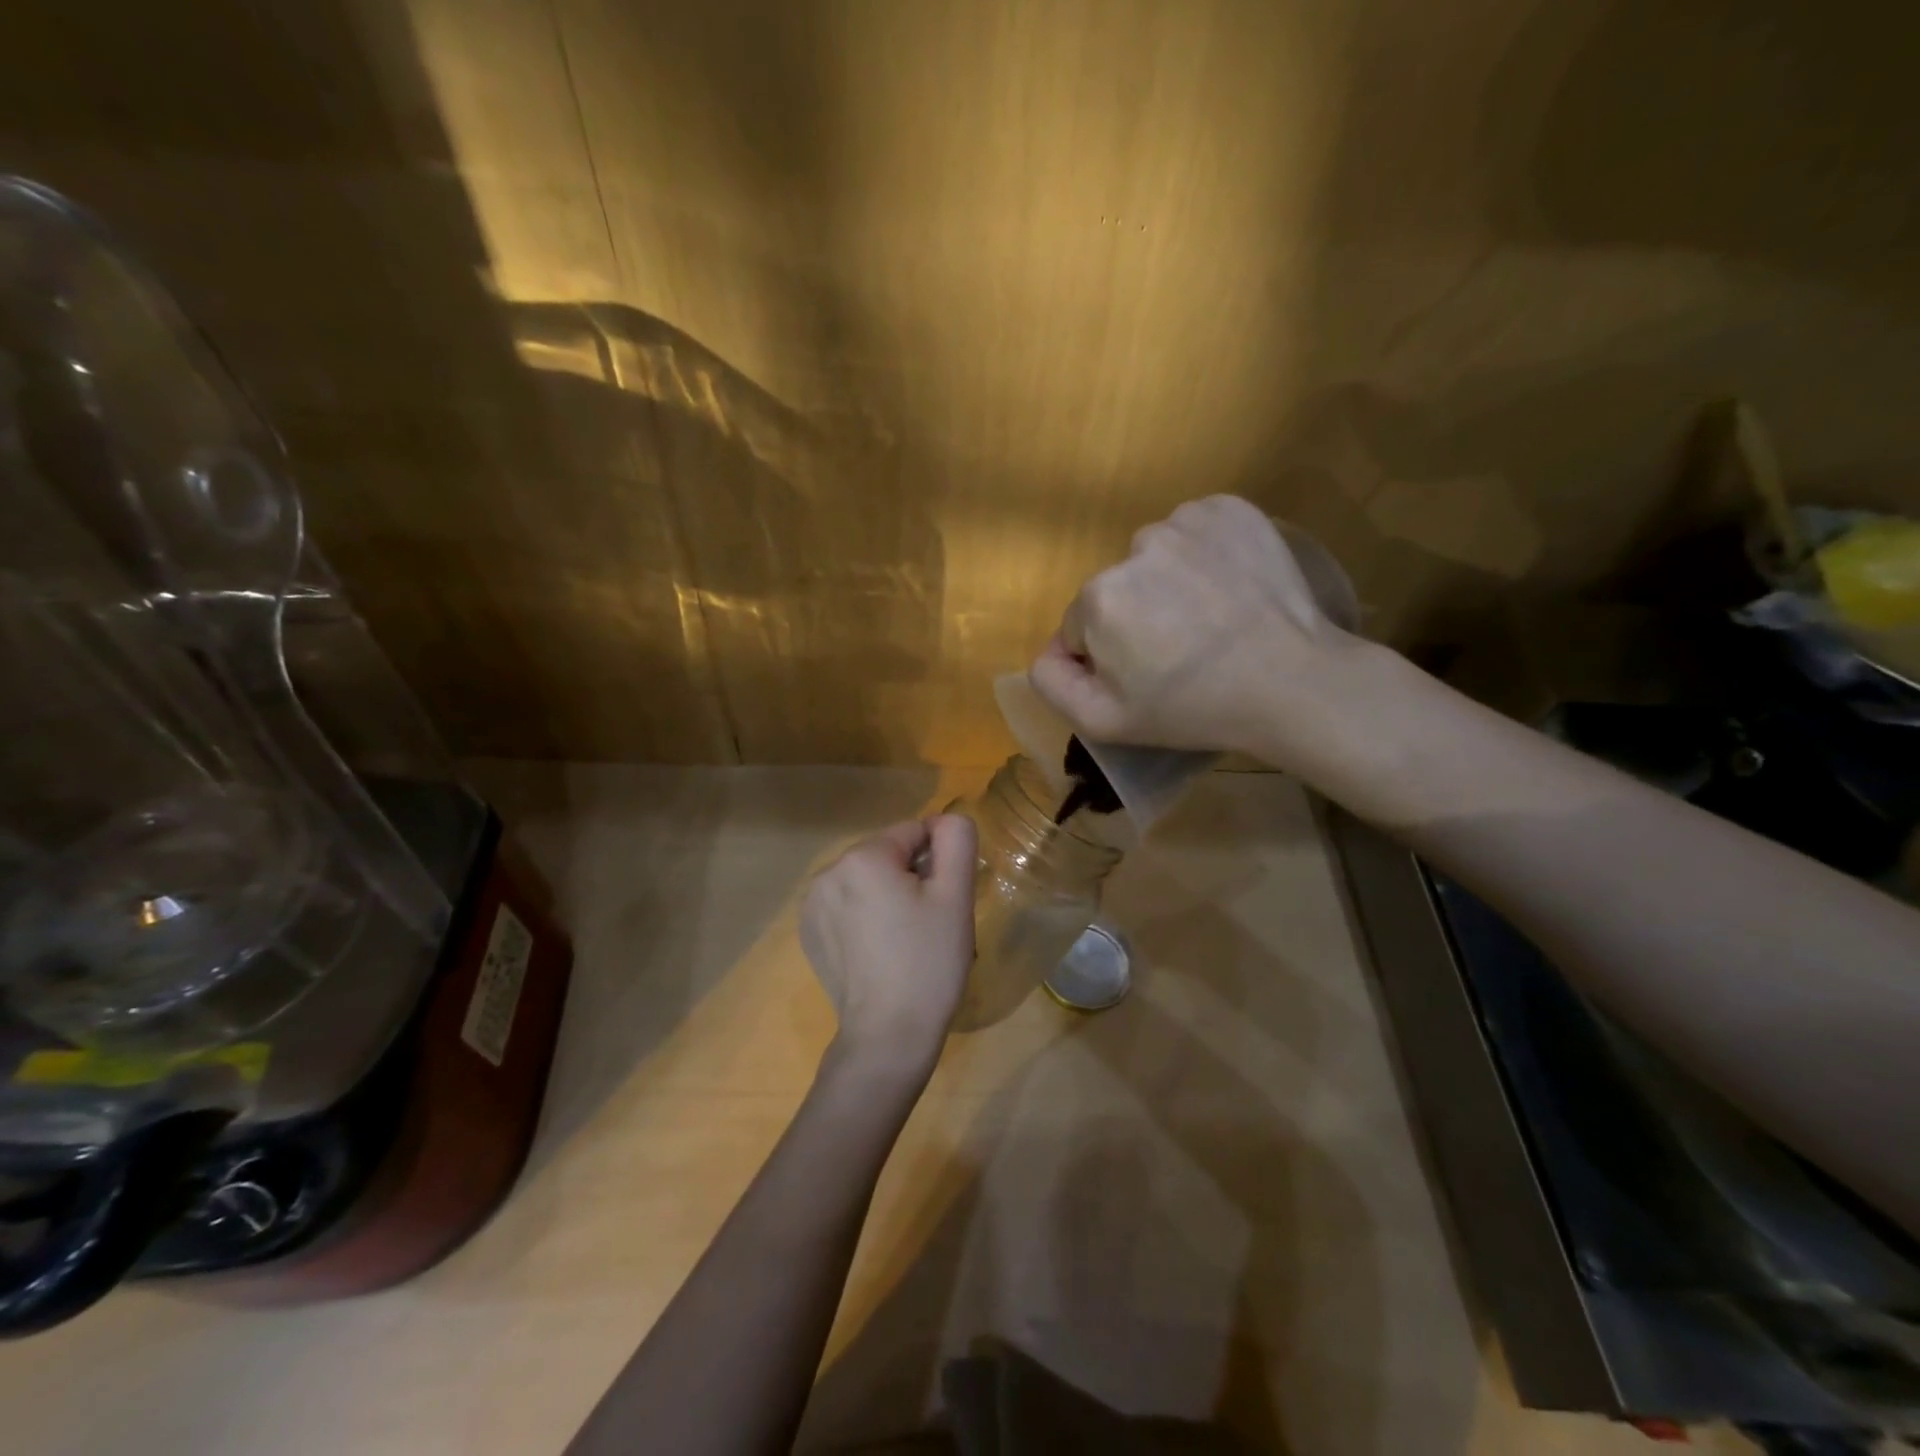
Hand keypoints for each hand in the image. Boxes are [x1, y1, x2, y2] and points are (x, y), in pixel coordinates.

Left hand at [800, 815, 977, 1076]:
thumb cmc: (928, 962)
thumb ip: (956, 840)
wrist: (888, 1036)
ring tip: (905, 940)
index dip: (939, 862)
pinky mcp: (809, 933)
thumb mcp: (955, 895)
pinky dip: (865, 917)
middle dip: (911, 878)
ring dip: (888, 896)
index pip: (914, 832)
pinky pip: (847, 905)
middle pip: (887, 855)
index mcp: (863, 857)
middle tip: (929, 924)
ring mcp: (812, 904)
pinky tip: (879, 952)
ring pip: (867, 880)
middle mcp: (828, 871)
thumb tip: (944, 821)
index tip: (946, 901)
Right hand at [1029, 495, 1362, 763]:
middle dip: (1138, 616)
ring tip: (1211, 619)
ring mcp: (1186, 522)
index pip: (1083, 626)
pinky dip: (1204, 553)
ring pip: (1155, 557)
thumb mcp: (1103, 722)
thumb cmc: (1193, 709)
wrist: (1293, 683)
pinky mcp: (1230, 509)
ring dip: (1170, 582)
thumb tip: (1049, 651)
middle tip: (1183, 651)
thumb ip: (1051, 683)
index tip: (1148, 676)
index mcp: (1099, 597)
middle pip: (1118, 588)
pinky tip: (1229, 587)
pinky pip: (1195, 530)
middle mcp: (1135, 546)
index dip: (1110, 656)